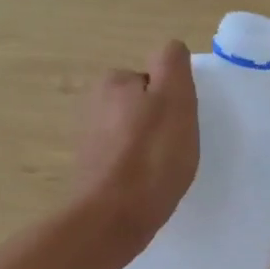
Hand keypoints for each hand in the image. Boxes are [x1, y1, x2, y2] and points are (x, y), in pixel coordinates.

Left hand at [75, 39, 198, 259]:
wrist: (114, 219)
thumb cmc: (151, 157)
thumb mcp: (174, 99)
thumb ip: (173, 65)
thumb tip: (171, 50)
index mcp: (113, 82)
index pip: (154, 80)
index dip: (173, 100)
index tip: (180, 124)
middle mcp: (93, 105)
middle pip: (142, 107)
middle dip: (160, 124)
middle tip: (176, 149)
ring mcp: (89, 141)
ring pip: (133, 135)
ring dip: (149, 149)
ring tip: (164, 172)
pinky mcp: (91, 172)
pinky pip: (124, 161)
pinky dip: (138, 171)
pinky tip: (148, 187)